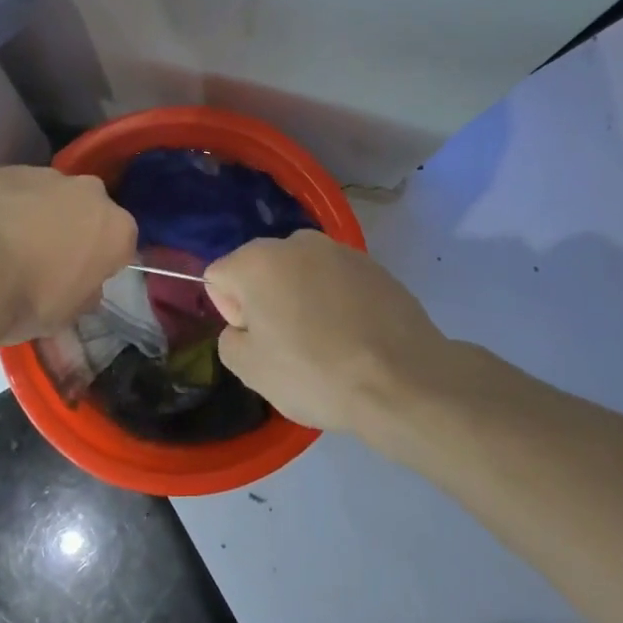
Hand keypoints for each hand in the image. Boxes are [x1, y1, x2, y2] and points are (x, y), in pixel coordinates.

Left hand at [0, 166, 136, 344]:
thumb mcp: (66, 315)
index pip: (121, 244)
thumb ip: (84, 293)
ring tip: (6, 245)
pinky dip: (4, 205)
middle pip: (87, 211)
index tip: (79, 280)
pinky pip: (13, 190)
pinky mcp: (3, 169)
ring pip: (49, 195)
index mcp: (116, 228)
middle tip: (45, 260)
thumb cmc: (27, 300)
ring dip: (37, 214)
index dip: (100, 263)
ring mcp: (44, 175)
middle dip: (72, 229)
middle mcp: (89, 192)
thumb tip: (84, 287)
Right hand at [203, 231, 448, 434]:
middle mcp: (297, 242)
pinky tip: (354, 336)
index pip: (219, 276)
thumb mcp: (250, 370)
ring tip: (326, 342)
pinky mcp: (376, 266)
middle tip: (288, 345)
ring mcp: (341, 251)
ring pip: (301, 273)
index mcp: (258, 260)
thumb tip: (247, 327)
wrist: (403, 380)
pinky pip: (337, 281)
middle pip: (261, 269)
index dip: (231, 312)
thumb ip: (231, 338)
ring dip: (302, 299)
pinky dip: (336, 302)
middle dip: (266, 300)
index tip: (258, 340)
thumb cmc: (315, 373)